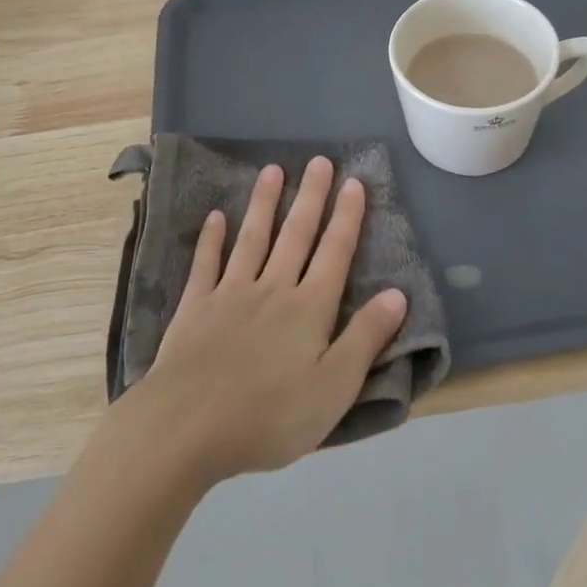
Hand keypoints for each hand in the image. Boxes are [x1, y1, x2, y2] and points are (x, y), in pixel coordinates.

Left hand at [132, 157, 407, 486]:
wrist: (188, 425)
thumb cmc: (269, 415)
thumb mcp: (333, 388)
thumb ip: (365, 338)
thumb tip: (397, 294)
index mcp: (309, 308)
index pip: (334, 252)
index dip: (347, 217)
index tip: (354, 182)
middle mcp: (273, 289)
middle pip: (296, 235)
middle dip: (310, 196)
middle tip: (319, 161)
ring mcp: (230, 293)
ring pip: (253, 238)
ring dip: (264, 203)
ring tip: (272, 170)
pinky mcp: (196, 307)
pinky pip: (206, 264)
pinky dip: (211, 239)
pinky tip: (215, 217)